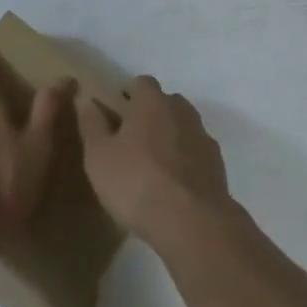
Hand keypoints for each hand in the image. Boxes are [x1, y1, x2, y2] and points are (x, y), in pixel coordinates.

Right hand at [77, 76, 230, 245]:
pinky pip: (196, 154)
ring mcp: (203, 137)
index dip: (129, 95)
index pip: (142, 83)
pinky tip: (175, 187)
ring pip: (183, 128)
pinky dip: (186, 162)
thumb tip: (88, 100)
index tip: (117, 114)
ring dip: (171, 138)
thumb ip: (92, 124)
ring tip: (154, 167)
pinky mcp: (218, 166)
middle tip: (133, 141)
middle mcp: (181, 110)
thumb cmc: (137, 183)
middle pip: (166, 103)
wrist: (193, 223)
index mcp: (152, 101)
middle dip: (151, 115)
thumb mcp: (99, 156)